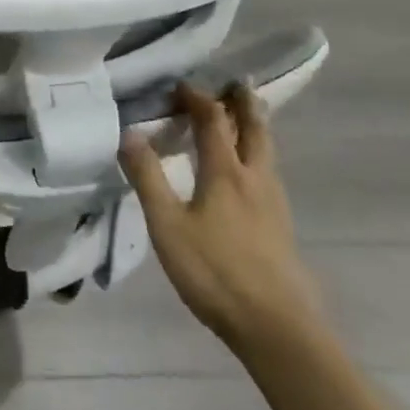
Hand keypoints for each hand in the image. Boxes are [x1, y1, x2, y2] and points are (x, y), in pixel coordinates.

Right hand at [118, 80, 323, 357]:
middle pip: (254, 129)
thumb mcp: (167, 225)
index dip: (197, 98)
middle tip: (237, 82)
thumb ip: (148, 178)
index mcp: (226, 172)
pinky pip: (268, 172)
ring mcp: (274, 203)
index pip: (213, 120)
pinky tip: (250, 172)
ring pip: (266, 151)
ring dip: (254, 126)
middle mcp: (255, 178)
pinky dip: (258, 154)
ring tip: (245, 116)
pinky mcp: (281, 225)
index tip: (180, 86)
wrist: (277, 327)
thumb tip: (128, 133)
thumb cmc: (215, 272)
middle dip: (243, 102)